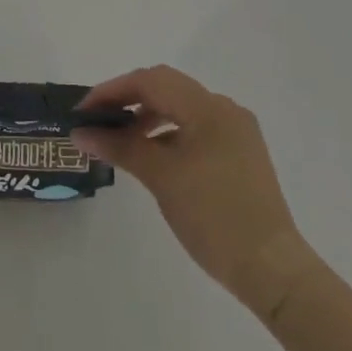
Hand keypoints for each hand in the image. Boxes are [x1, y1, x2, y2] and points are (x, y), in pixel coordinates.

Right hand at [75, 66, 321, 318]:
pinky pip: (194, 128)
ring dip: (146, 116)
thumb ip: (119, 146)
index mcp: (208, 108)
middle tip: (97, 120)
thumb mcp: (160, 177)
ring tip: (119, 139)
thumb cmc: (213, 216)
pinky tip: (150, 154)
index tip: (83, 112)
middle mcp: (224, 110)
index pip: (150, 81)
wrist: (271, 269)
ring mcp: (235, 132)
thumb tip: (80, 133)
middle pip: (166, 87)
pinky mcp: (239, 154)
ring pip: (180, 107)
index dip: (112, 91)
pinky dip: (167, 133)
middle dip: (128, 99)